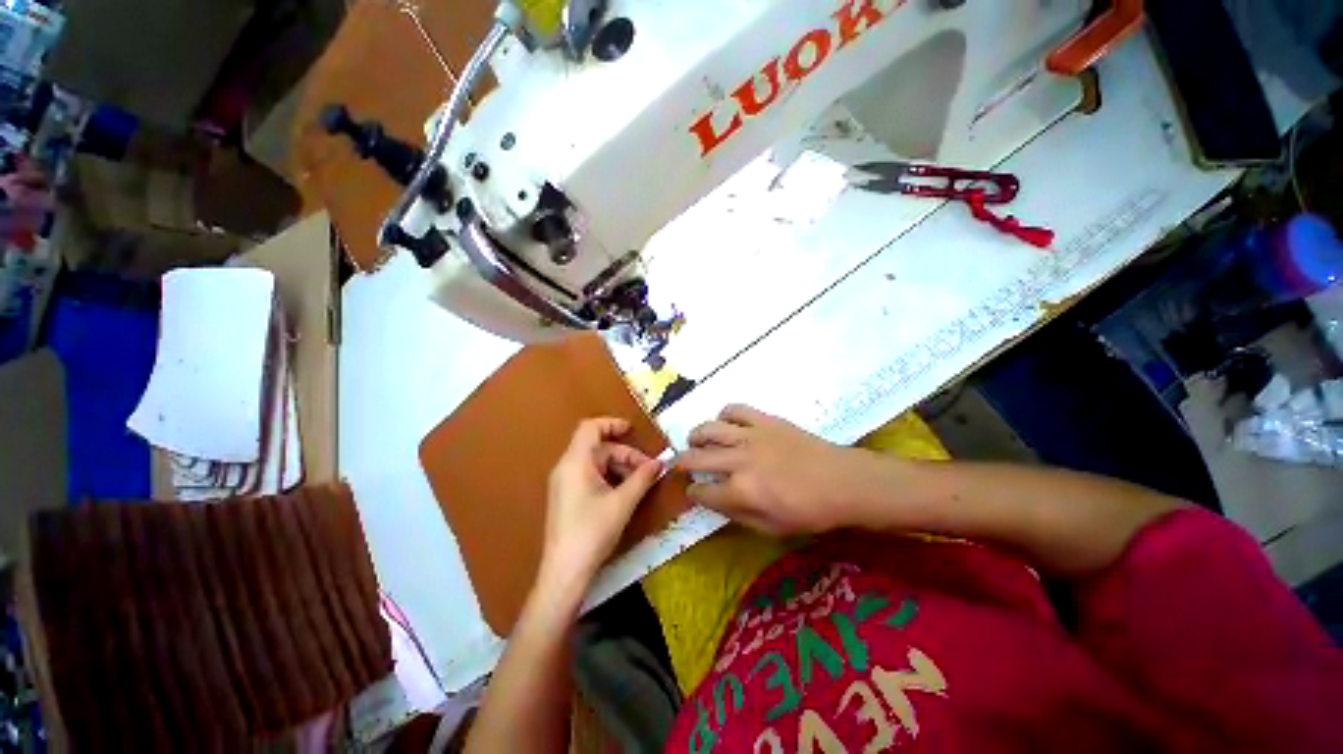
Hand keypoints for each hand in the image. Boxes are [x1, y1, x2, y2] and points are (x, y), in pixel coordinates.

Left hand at [540, 418, 662, 591]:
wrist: (564, 572)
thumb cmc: (592, 532)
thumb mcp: (622, 503)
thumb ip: (642, 478)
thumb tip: (660, 463)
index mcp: (575, 462)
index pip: (590, 428)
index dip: (612, 423)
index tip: (633, 431)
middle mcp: (567, 467)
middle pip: (599, 447)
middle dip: (625, 455)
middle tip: (649, 470)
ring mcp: (565, 483)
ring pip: (597, 463)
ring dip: (620, 468)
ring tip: (640, 483)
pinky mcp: (567, 497)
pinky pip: (591, 476)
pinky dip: (610, 478)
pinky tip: (625, 493)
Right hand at [677, 405, 875, 535]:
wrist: (842, 481)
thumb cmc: (809, 512)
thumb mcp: (771, 528)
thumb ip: (736, 514)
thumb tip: (714, 501)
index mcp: (740, 492)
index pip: (701, 491)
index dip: (693, 493)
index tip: (694, 491)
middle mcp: (738, 461)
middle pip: (695, 457)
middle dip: (682, 463)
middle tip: (682, 465)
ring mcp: (750, 436)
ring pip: (708, 429)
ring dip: (696, 436)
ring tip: (695, 441)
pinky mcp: (764, 420)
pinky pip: (734, 410)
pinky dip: (724, 415)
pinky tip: (726, 424)